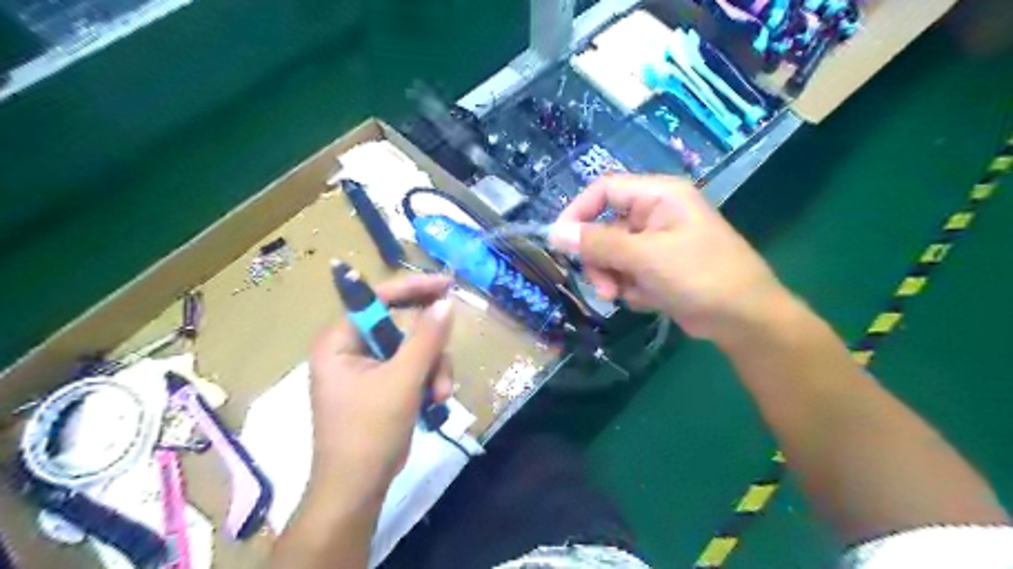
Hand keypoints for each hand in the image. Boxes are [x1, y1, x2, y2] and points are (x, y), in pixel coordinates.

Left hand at [308, 276, 452, 502]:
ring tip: (439, 396)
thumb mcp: (402, 381)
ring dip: (434, 369)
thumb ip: (426, 338)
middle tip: (444, 366)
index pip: (377, 299)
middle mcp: (351, 348)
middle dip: (430, 349)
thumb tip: (445, 302)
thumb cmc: (369, 432)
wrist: (358, 489)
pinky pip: (413, 367)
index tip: (446, 285)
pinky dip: (428, 380)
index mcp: (340, 340)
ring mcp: (367, 367)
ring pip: (414, 348)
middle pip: (402, 325)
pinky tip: (434, 402)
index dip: (413, 288)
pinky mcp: (382, 384)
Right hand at [551, 173, 785, 343]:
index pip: (604, 190)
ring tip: (623, 296)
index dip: (578, 212)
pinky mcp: (658, 268)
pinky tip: (648, 299)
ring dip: (611, 277)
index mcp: (658, 196)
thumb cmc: (700, 275)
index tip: (559, 241)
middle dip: (599, 258)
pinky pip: (627, 272)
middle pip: (604, 227)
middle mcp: (655, 214)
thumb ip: (599, 243)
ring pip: (612, 254)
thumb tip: (555, 233)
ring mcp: (656, 243)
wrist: (744, 319)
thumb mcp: (646, 256)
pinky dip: (629, 287)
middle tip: (603, 286)